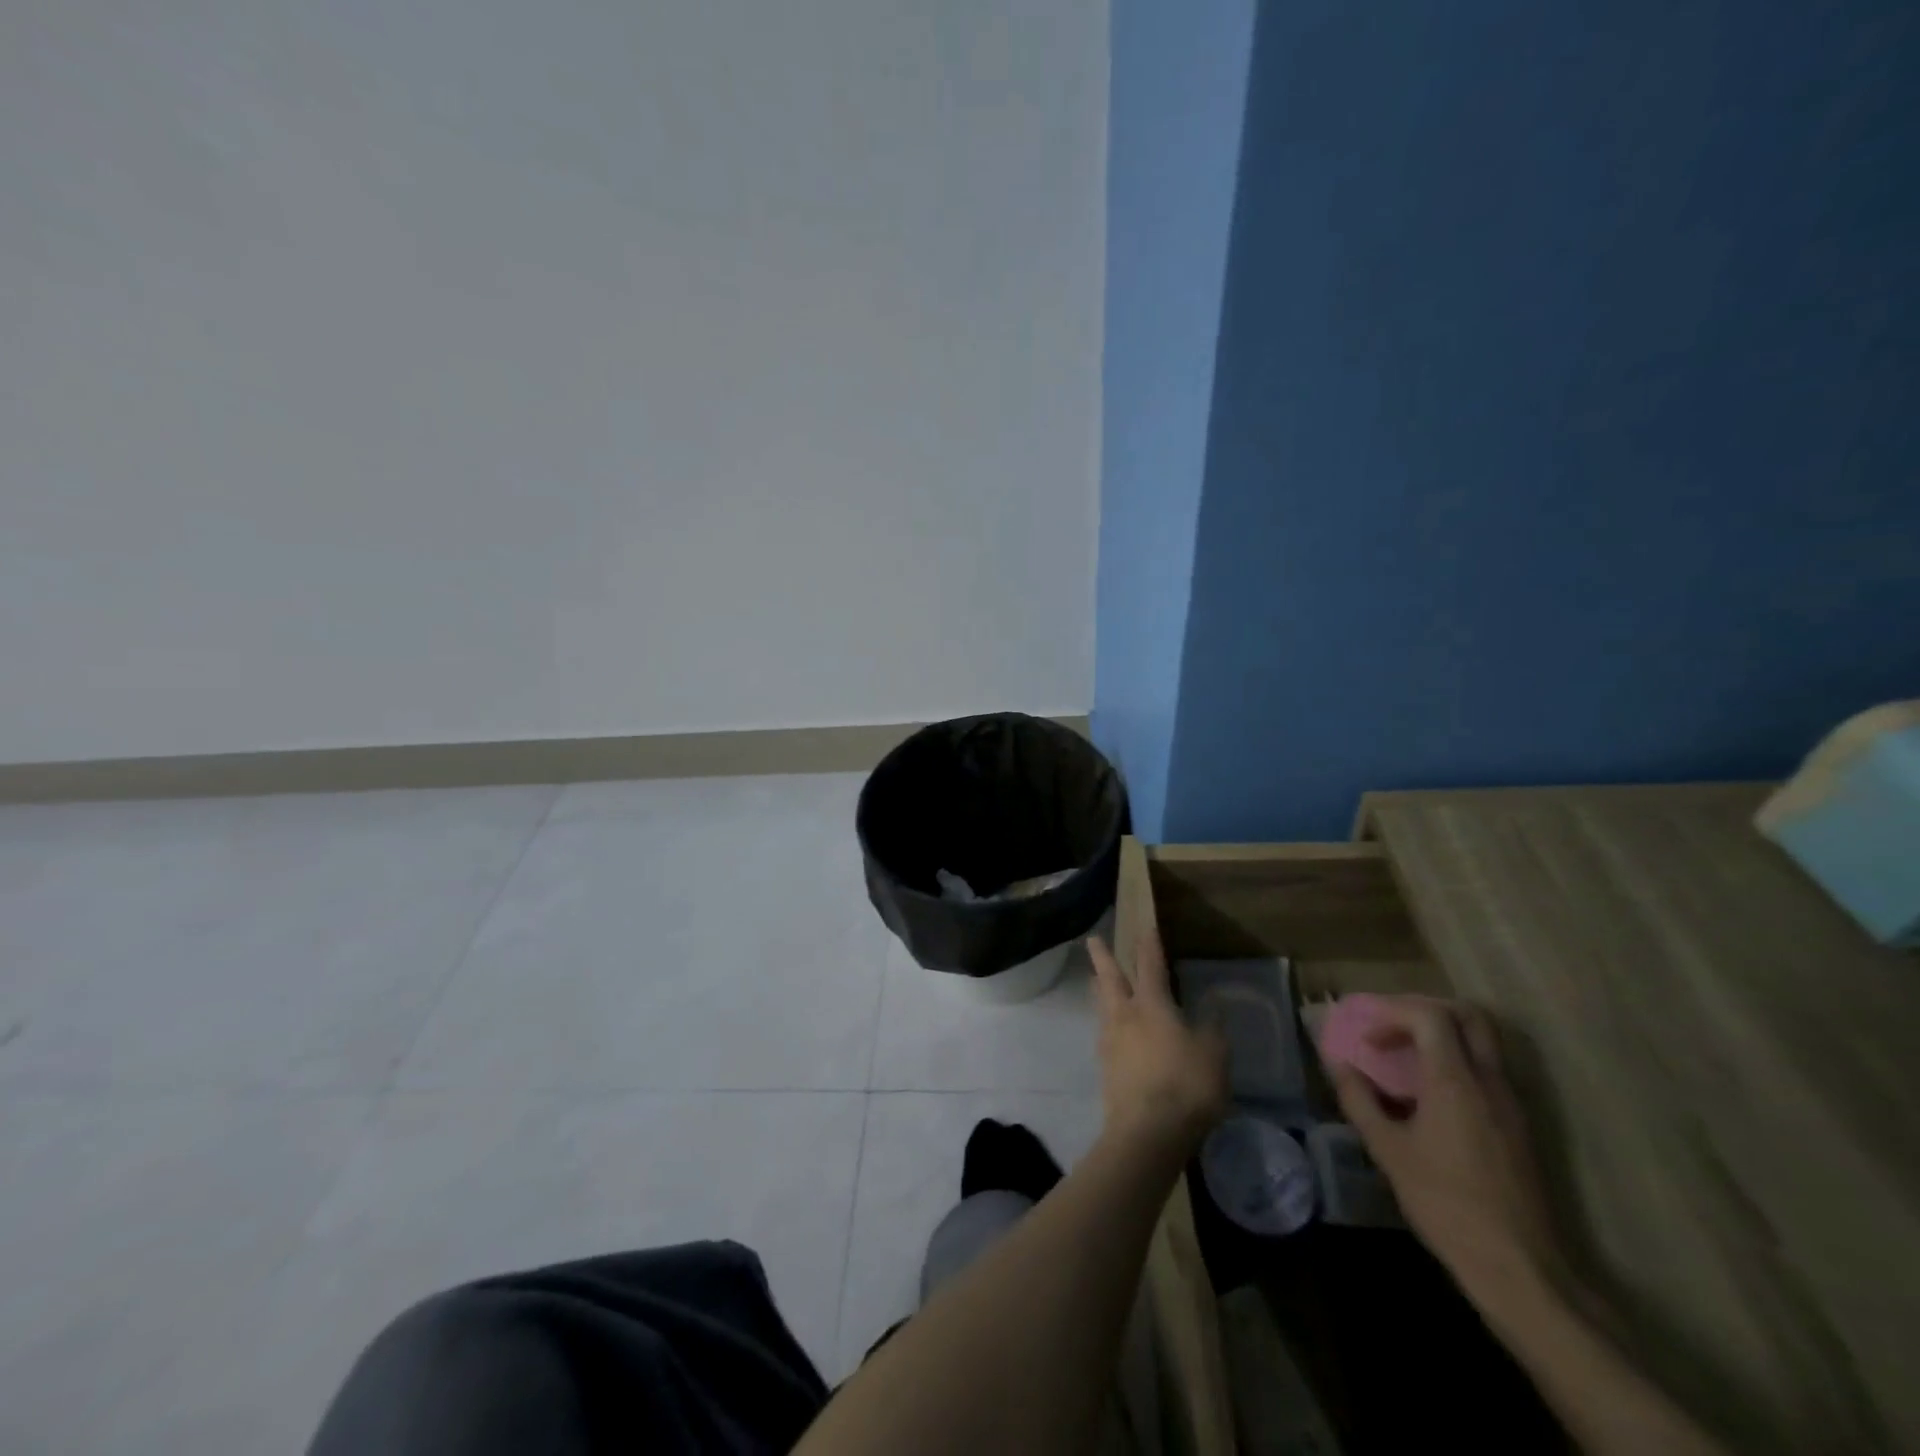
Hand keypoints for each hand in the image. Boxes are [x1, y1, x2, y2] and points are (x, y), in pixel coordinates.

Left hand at [1086, 931, 1228, 1153]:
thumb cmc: (1186, 1086)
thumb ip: (1212, 1027)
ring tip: (1096, 980)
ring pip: (1101, 1004)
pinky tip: (1109, 1029)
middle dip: (1102, 957)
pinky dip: (1105, 1021)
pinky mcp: (1105, 1067)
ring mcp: (1110, 1041)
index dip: (1150, 946)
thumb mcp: (1214, 1055)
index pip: (1150, 966)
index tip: (1146, 928)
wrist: (1147, 1132)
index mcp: (1152, 1005)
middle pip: (1110, 979)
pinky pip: (1103, 1032)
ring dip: (1099, 987)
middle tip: (1092, 939)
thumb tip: (1213, 1002)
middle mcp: (1125, 1015)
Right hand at [1330, 996, 1563, 1302]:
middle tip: (1394, 1029)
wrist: (1518, 1267)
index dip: (1393, 1014)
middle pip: (1470, 1016)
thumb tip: (1339, 1066)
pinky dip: (1457, 1064)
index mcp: (1456, 1082)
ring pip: (1483, 1043)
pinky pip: (1488, 1072)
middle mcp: (1490, 1082)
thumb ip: (1360, 1100)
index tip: (1369, 1039)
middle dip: (1426, 1011)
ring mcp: (1511, 1104)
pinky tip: (1430, 1097)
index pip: (1430, 1015)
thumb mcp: (1388, 1151)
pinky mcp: (1518, 1127)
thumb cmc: (1445, 1203)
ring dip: (1443, 1037)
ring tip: (1406, 1061)